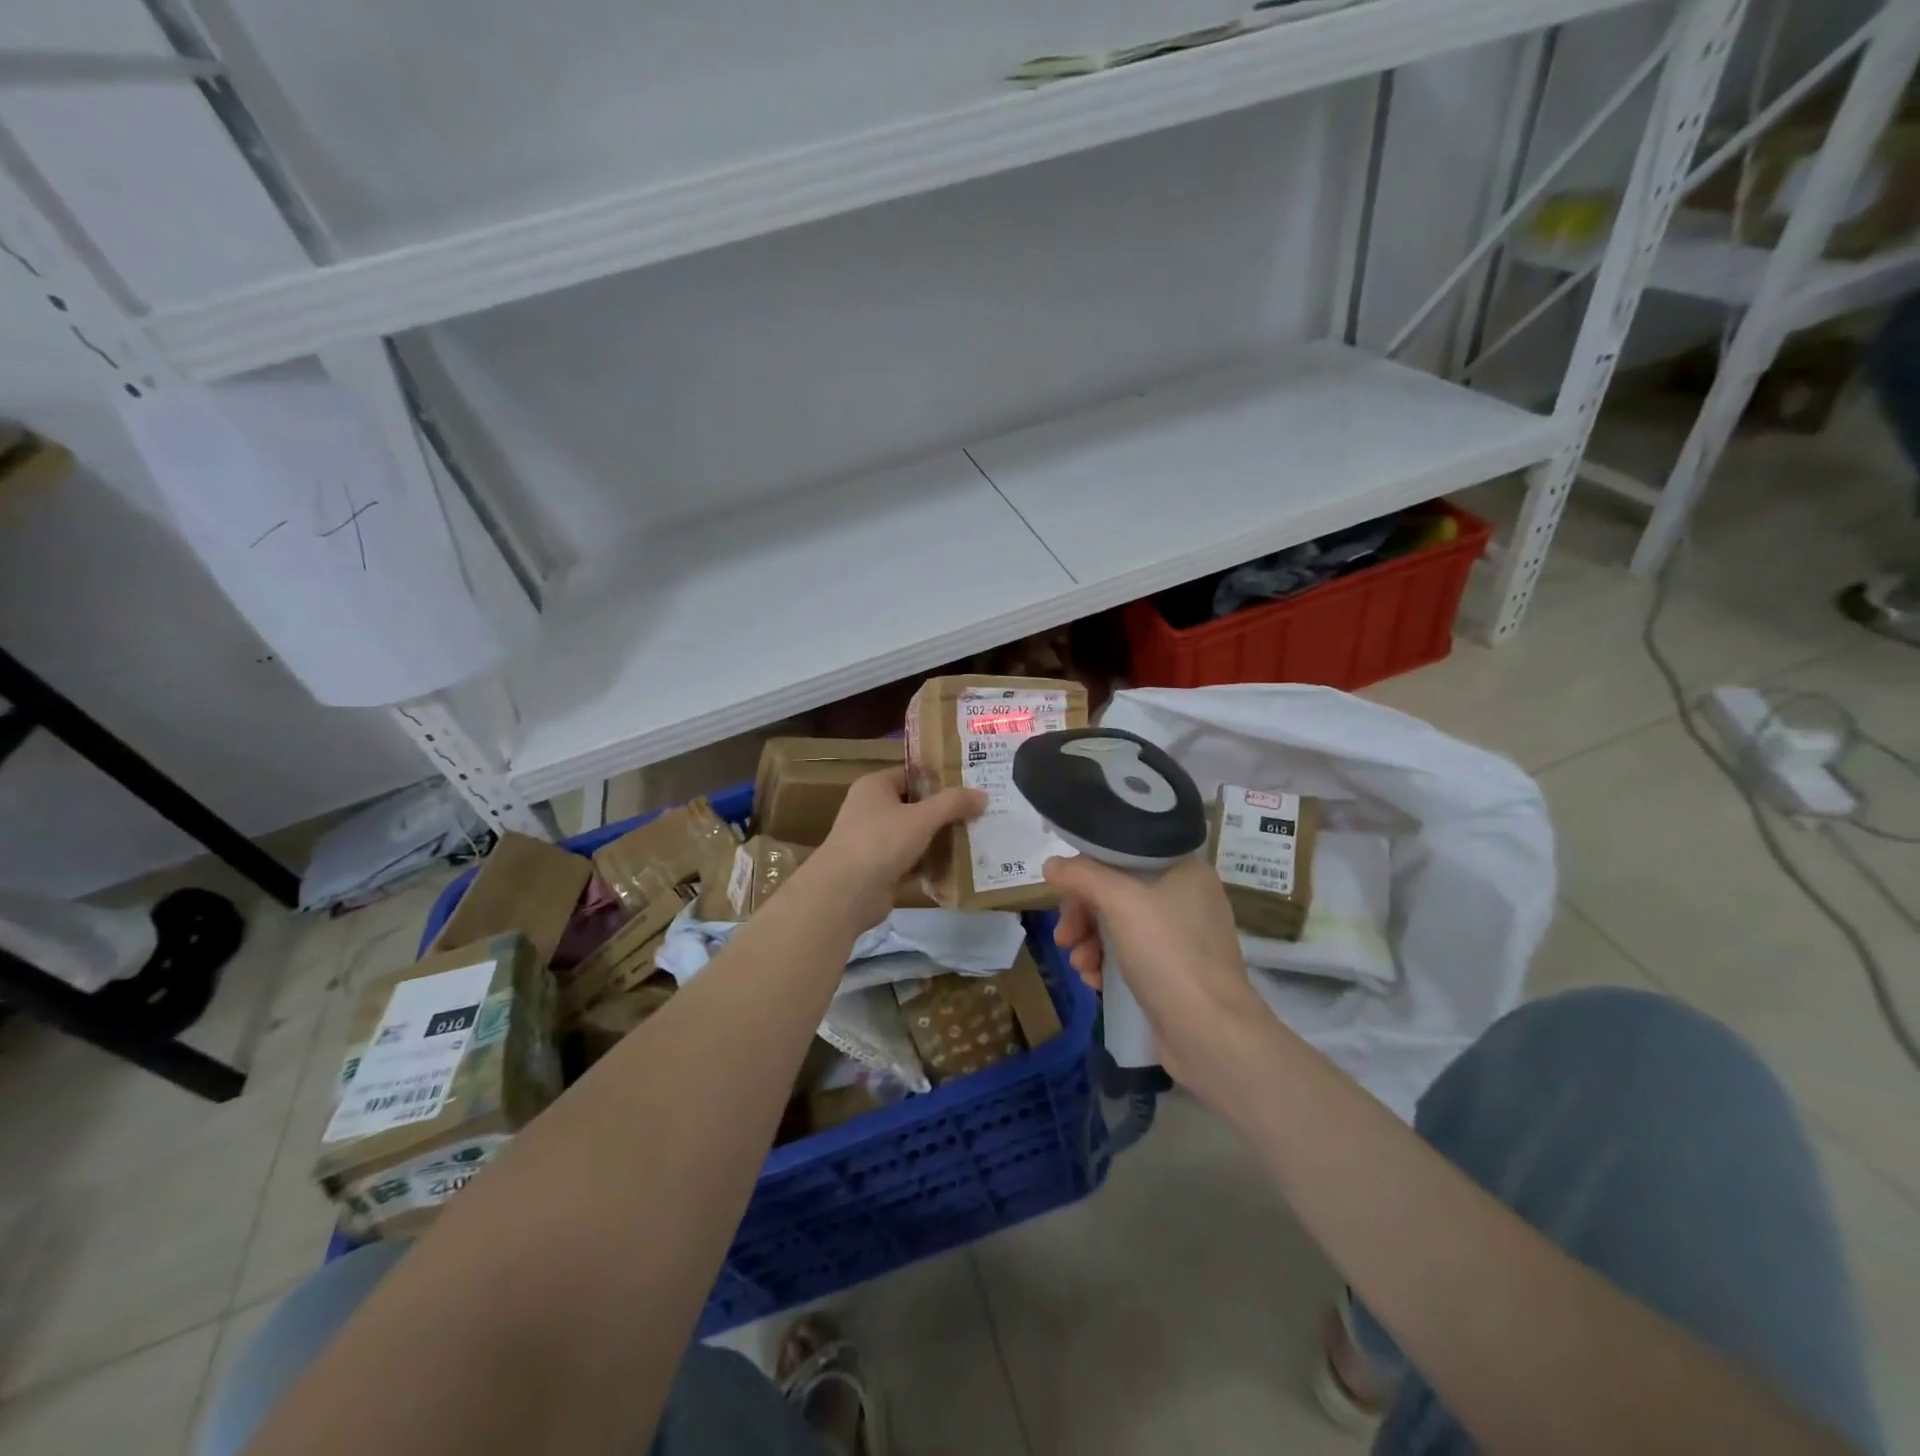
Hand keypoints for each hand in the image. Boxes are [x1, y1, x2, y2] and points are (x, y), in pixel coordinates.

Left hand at [805, 768, 984, 928]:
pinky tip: (961, 865)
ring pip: (916, 834)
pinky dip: (932, 863)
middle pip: (917, 804)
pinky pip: (913, 860)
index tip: (974, 781)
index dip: (942, 777)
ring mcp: (876, 841)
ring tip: (979, 836)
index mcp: (875, 787)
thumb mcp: (921, 818)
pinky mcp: (881, 869)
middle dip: (947, 810)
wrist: (845, 894)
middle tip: (983, 810)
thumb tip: (984, 795)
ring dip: (942, 838)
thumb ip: (953, 803)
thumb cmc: (880, 842)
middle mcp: (873, 809)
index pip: (913, 773)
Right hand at [1043, 854, 1265, 1090]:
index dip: (1088, 869)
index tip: (1063, 893)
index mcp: (1184, 868)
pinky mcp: (1174, 971)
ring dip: (1090, 941)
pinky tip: (1094, 980)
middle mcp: (1186, 896)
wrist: (1210, 1033)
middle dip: (1083, 913)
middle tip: (1064, 937)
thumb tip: (1051, 864)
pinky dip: (1107, 962)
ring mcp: (1182, 936)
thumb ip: (1082, 875)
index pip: (1123, 853)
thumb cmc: (1168, 954)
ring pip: (1119, 924)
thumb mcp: (1120, 902)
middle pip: (1117, 890)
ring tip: (1079, 965)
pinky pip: (1130, 953)